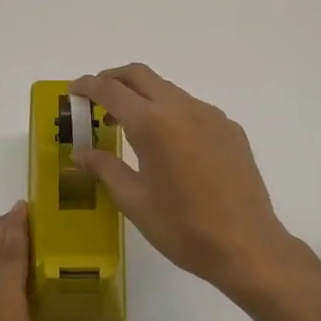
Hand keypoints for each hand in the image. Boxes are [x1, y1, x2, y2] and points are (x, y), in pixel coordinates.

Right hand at [70, 64, 298, 292]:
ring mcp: (211, 116)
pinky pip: (192, 109)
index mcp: (153, 124)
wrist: (247, 245)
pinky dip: (170, 113)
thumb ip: (105, 168)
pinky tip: (169, 145)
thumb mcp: (134, 201)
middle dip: (114, 79)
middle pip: (141, 75)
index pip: (111, 90)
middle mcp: (182, 108)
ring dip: (143, 96)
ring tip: (129, 126)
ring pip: (168, 90)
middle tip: (96, 100)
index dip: (88, 86)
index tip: (74, 92)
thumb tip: (81, 152)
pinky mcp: (230, 129)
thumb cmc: (182, 228)